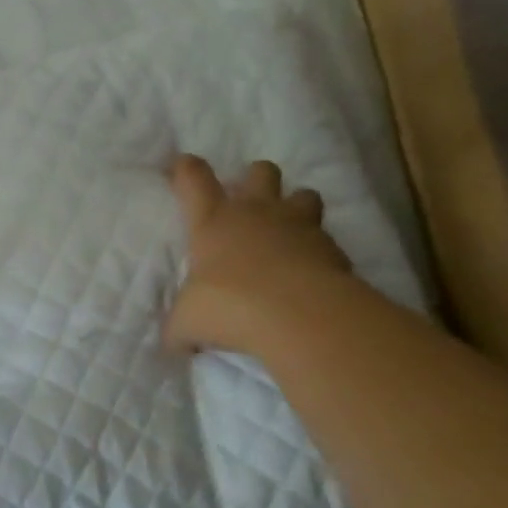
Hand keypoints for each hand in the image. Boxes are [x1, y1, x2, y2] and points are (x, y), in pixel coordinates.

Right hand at [164, 155, 351, 352]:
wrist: (299, 315)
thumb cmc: (230, 305)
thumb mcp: (189, 321)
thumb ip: (180, 327)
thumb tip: (175, 342)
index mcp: (214, 221)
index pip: (194, 178)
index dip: (186, 169)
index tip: (181, 165)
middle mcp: (256, 213)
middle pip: (261, 172)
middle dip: (256, 179)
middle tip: (250, 202)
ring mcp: (299, 226)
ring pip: (304, 194)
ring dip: (297, 207)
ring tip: (290, 231)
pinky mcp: (333, 249)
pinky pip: (328, 240)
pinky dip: (321, 252)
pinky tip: (313, 273)